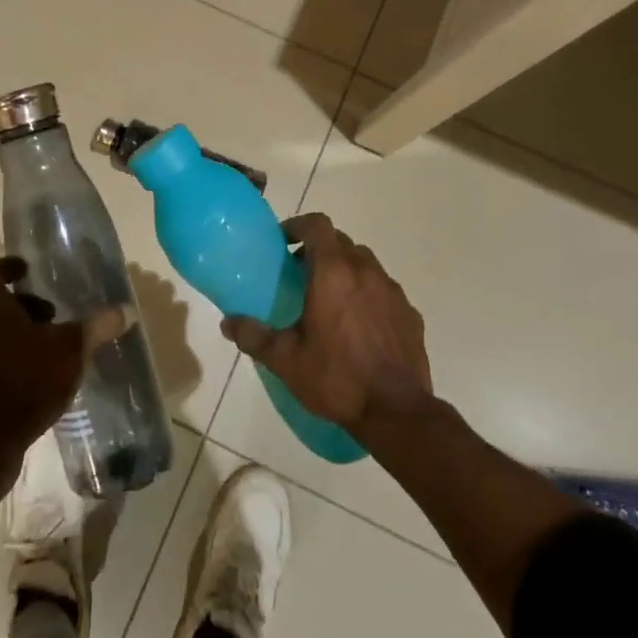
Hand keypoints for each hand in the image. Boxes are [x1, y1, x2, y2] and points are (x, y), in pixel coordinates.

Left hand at [0, 257, 132, 456]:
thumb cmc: (25, 380)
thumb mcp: (70, 349)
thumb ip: (96, 326)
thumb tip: (126, 310)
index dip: (8, 267)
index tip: (27, 271)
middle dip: (19, 308)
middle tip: (49, 319)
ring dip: (7, 339)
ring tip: (41, 354)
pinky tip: (26, 385)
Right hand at [222, 214, 433, 437]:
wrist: (396, 412)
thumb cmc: (336, 378)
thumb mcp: (285, 360)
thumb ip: (253, 336)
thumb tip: (227, 323)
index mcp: (332, 272)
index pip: (317, 225)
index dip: (298, 225)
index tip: (283, 242)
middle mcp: (365, 271)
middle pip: (341, 242)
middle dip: (319, 250)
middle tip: (300, 274)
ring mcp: (392, 291)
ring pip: (365, 263)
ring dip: (345, 270)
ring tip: (330, 299)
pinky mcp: (410, 313)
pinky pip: (384, 290)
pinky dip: (368, 295)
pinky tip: (359, 325)